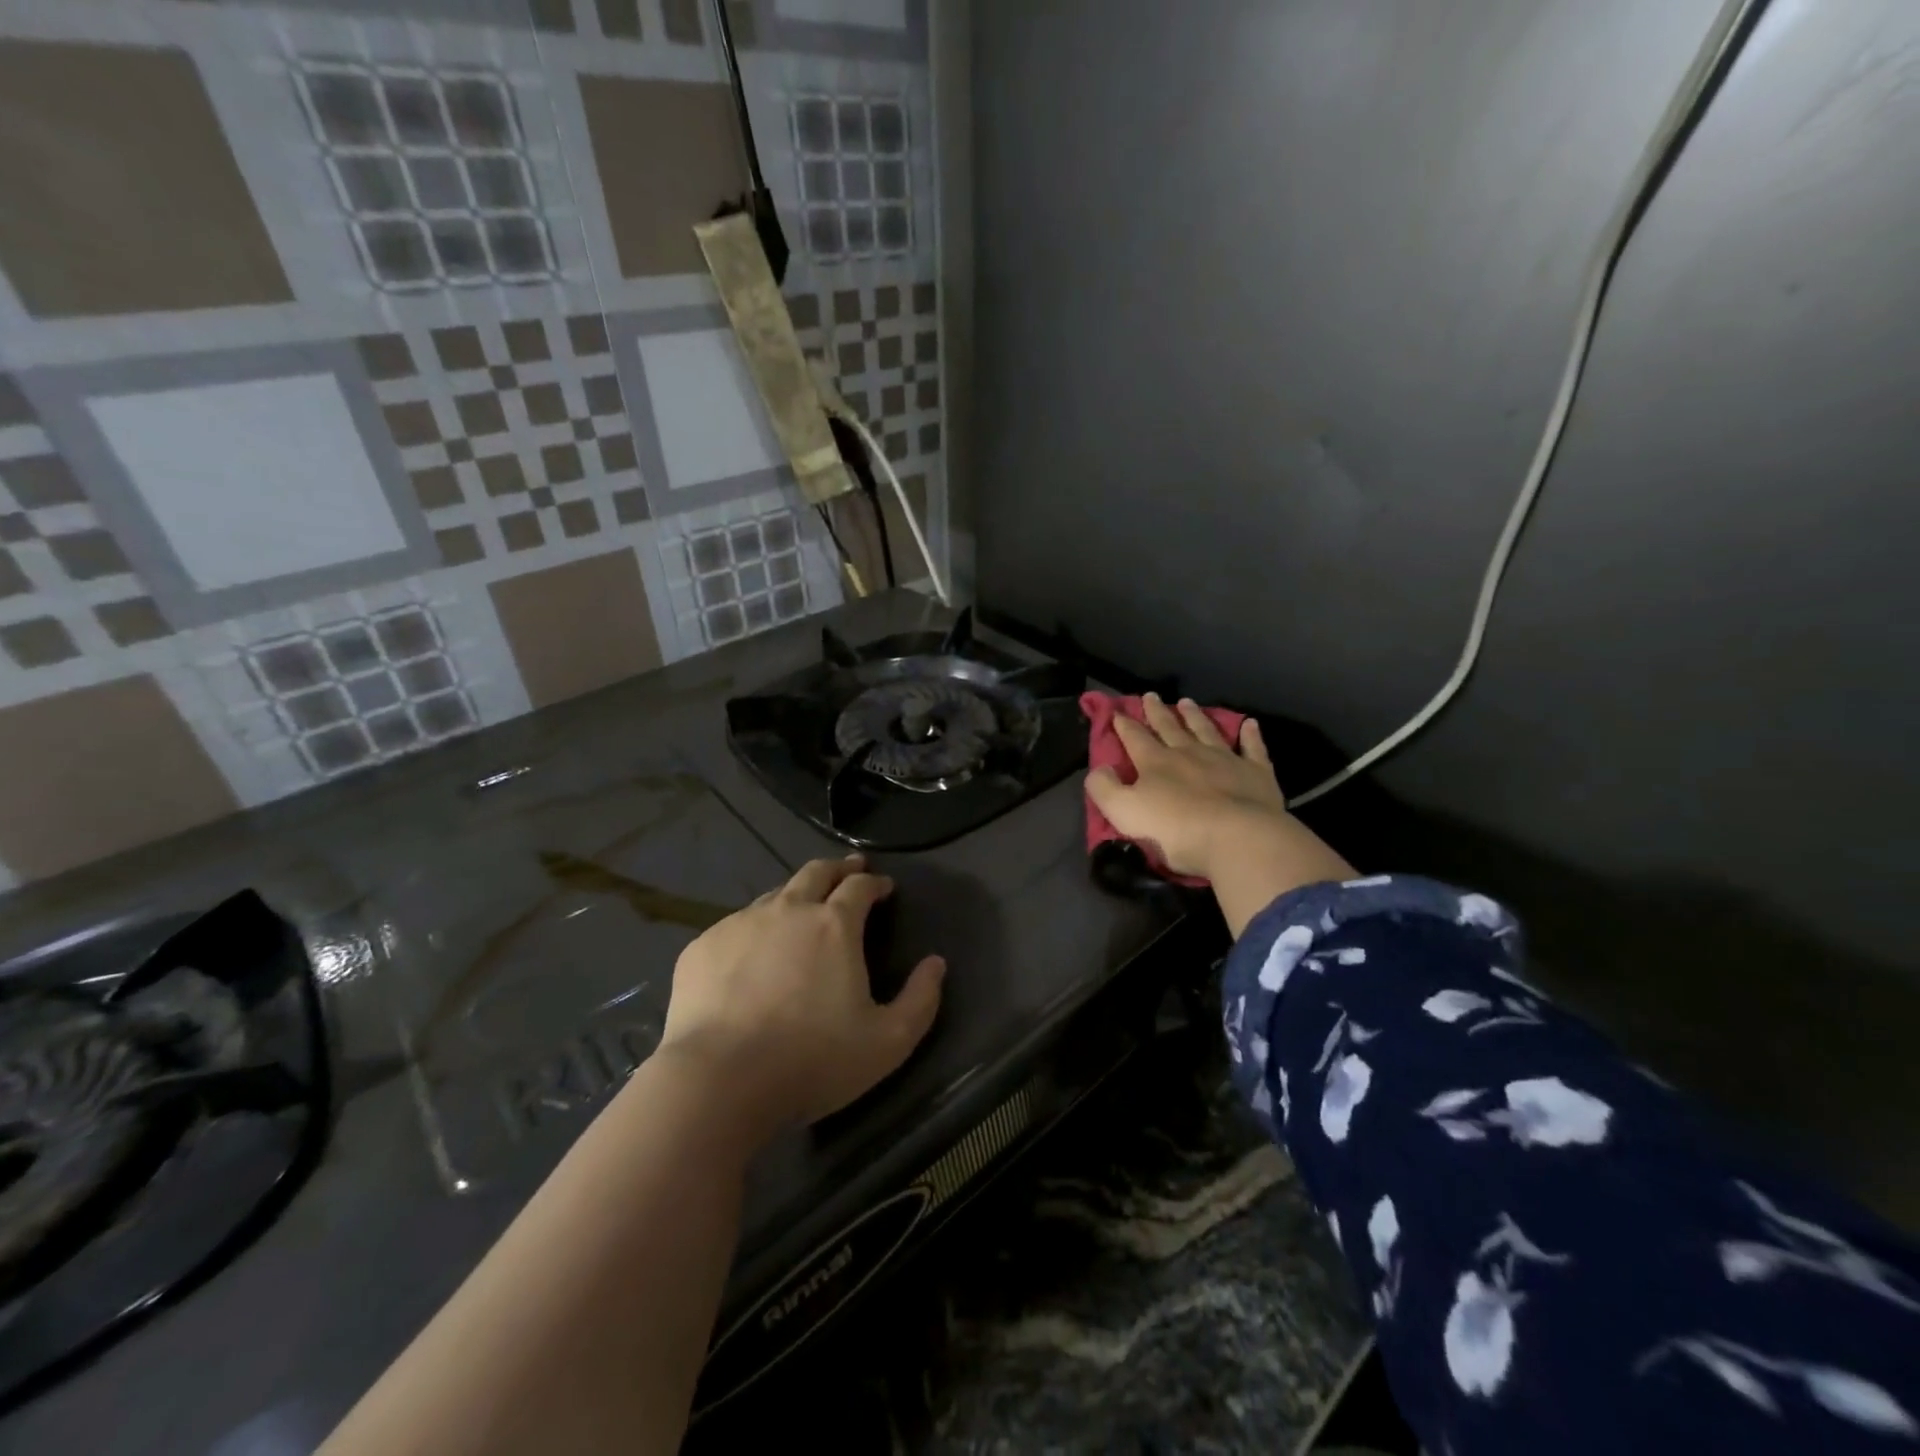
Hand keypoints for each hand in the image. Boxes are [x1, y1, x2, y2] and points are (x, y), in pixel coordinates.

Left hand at [657, 854, 944, 1140]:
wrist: (718, 1081)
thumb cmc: (812, 1061)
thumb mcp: (887, 1042)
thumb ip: (920, 1000)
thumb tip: (936, 963)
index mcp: (834, 925)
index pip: (860, 886)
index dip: (875, 883)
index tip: (884, 887)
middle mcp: (788, 910)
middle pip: (816, 872)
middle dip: (838, 869)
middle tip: (849, 871)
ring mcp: (739, 924)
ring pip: (774, 895)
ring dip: (795, 896)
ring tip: (801, 910)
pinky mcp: (702, 947)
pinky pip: (735, 926)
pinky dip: (754, 930)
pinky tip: (751, 954)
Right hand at [1086, 694, 1287, 879]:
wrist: (1237, 838)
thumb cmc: (1175, 829)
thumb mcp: (1124, 811)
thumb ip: (1104, 788)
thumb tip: (1099, 768)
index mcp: (1155, 763)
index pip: (1135, 738)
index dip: (1124, 725)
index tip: (1117, 712)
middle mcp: (1188, 753)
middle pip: (1170, 728)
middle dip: (1157, 712)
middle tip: (1151, 696)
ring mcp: (1225, 760)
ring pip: (1206, 731)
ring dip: (1195, 716)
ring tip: (1186, 702)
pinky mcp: (1256, 773)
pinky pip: (1252, 748)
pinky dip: (1250, 735)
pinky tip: (1249, 724)